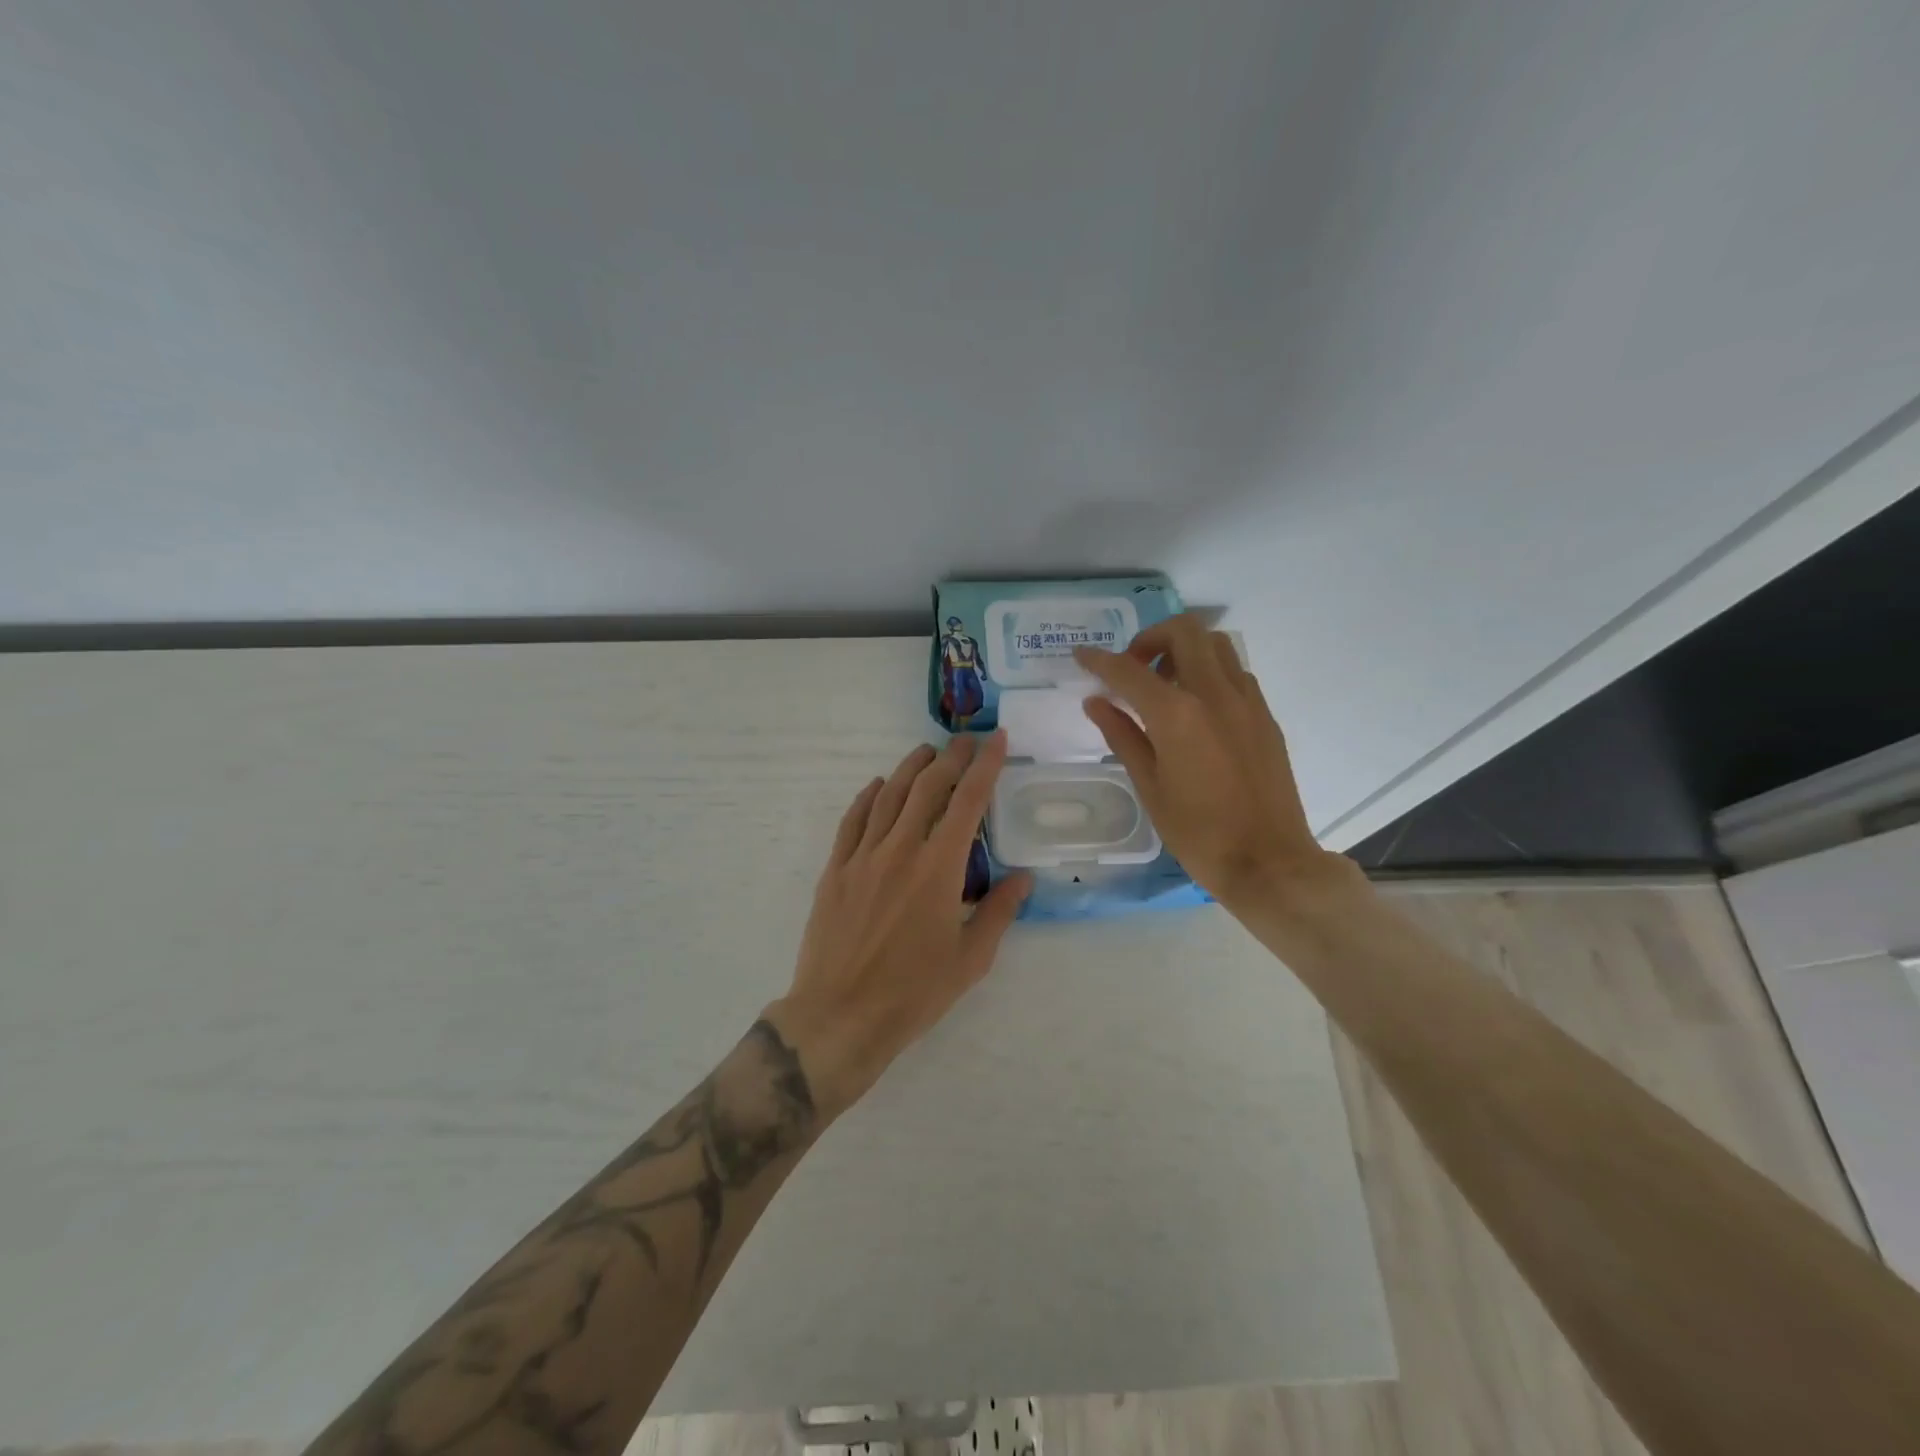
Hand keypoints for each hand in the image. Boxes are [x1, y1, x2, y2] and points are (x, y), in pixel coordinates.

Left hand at [767, 733, 1031, 1119]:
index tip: (997, 739)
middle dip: (950, 757)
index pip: (968, 801)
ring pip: (888, 795)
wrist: (841, 1015)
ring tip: (927, 752)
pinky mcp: (835, 870)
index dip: (985, 765)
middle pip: (927, 787)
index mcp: (939, 868)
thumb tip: (1022, 878)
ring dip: (910, 768)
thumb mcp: (971, 958)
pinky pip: (852, 820)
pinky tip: (877, 786)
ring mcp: (862, 856)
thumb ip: (999, 911)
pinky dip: (867, 797)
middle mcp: (900, 849)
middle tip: (965, 740)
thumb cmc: (914, 992)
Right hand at [1073, 613, 1359, 913]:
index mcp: (1177, 715)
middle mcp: (1215, 694)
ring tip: (1166, 686)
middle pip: (1183, 631)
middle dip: (1150, 638)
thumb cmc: (1198, 833)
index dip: (1099, 660)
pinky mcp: (1266, 716)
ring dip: (1185, 650)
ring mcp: (1247, 701)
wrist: (1269, 862)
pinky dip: (1210, 673)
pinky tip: (1198, 709)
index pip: (1129, 670)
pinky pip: (1235, 673)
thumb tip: (1096, 702)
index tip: (1081, 655)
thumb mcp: (1149, 786)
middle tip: (1134, 669)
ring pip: (1216, 644)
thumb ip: (1122, 735)